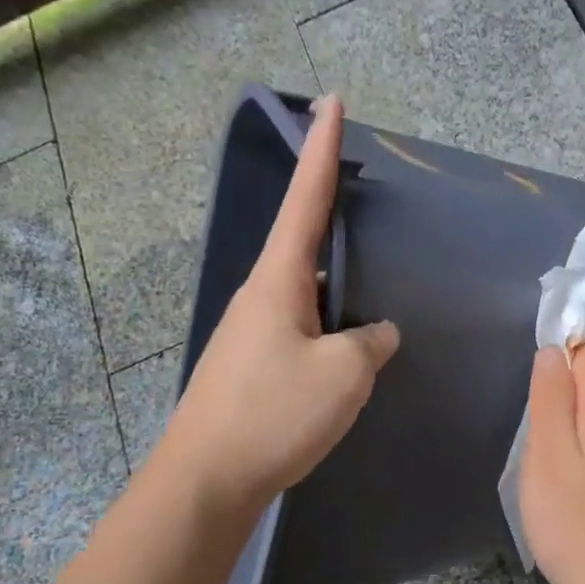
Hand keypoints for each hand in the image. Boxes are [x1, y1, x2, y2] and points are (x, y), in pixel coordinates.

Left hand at [161, 94, 399, 514]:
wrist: (206, 481)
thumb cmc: (274, 414)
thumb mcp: (343, 373)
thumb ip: (370, 342)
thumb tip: (378, 332)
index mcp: (277, 281)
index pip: (305, 200)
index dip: (322, 150)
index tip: (331, 101)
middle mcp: (260, 297)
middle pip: (300, 240)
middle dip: (328, 210)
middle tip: (361, 193)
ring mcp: (252, 334)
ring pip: (303, 291)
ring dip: (333, 280)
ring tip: (366, 279)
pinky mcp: (252, 368)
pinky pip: (300, 328)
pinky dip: (327, 322)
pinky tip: (347, 345)